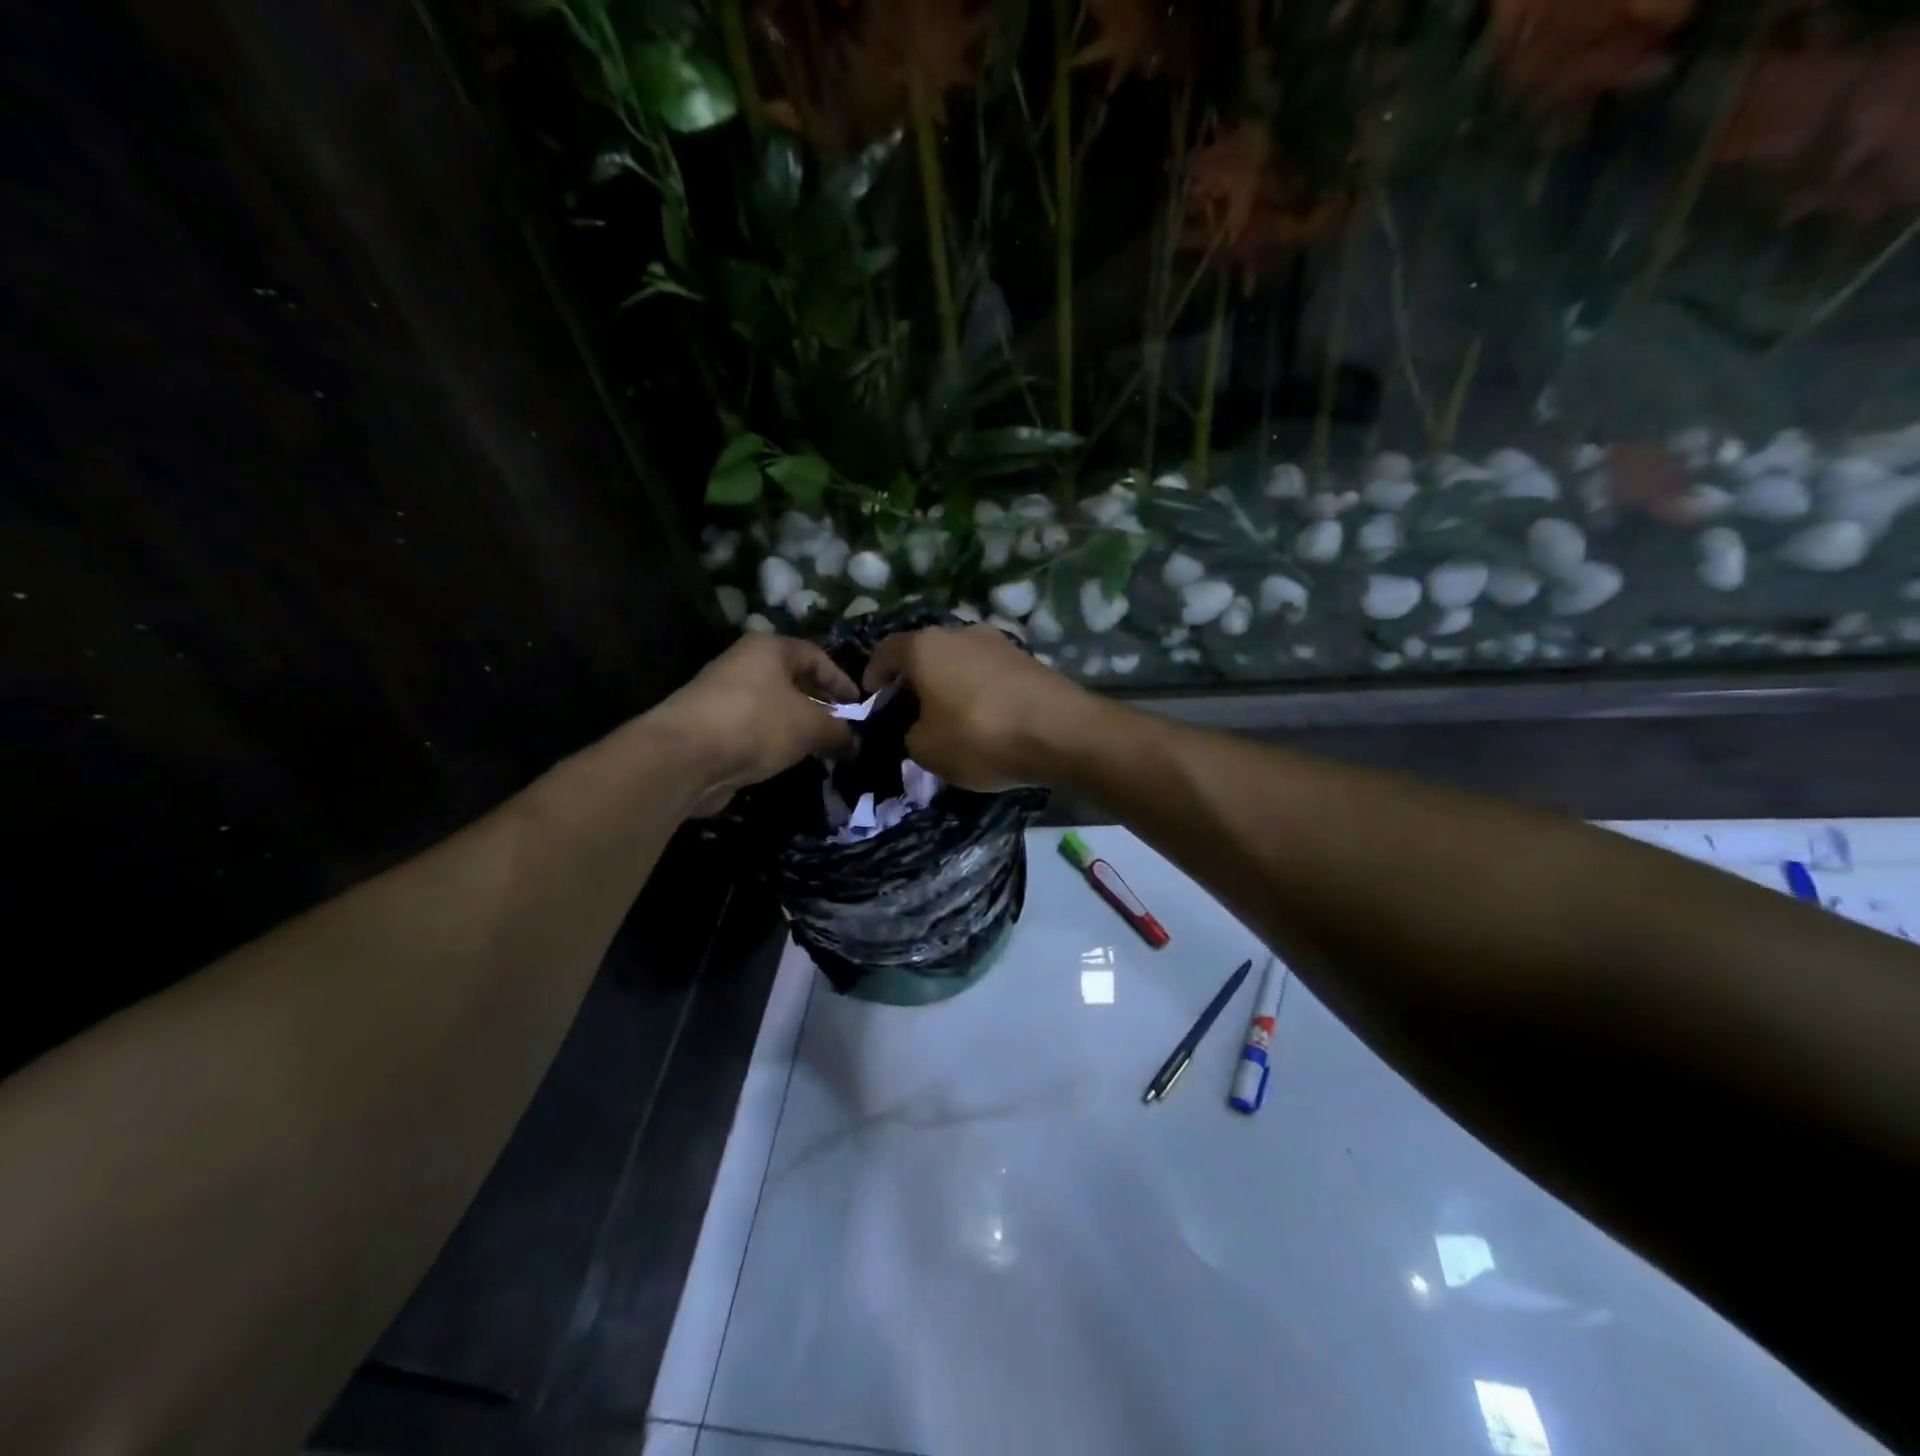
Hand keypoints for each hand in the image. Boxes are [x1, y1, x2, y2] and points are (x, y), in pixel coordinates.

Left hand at [647, 635, 858, 814]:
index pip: (816, 657)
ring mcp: (725, 695)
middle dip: (821, 704)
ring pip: (774, 706)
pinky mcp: (713, 726)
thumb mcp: (810, 726)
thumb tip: (854, 742)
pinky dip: (776, 740)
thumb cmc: (757, 724)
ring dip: (799, 725)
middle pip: (793, 680)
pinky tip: (789, 759)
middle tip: (843, 728)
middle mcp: (745, 664)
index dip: (842, 680)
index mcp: (770, 648)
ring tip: (821, 748)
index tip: (860, 706)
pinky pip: (756, 728)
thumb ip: (838, 731)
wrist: (685, 756)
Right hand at [863, 625, 1100, 790]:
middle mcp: (960, 632)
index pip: (885, 651)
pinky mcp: (1027, 657)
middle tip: (909, 709)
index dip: (873, 675)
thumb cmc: (980, 736)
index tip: (871, 698)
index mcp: (925, 646)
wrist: (1061, 732)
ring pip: (959, 660)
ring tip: (948, 714)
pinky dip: (978, 689)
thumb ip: (910, 735)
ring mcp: (998, 641)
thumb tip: (919, 728)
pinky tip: (984, 715)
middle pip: (925, 652)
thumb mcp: (927, 750)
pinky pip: (988, 672)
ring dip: (949, 682)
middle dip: (914, 679)